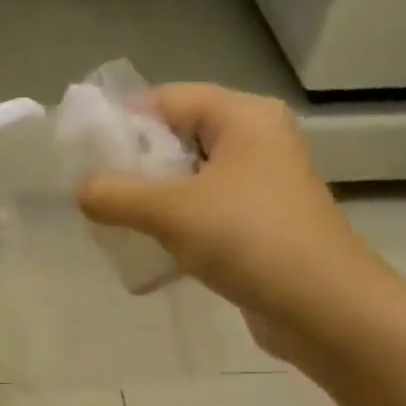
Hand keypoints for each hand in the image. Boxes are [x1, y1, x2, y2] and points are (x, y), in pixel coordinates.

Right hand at [77, 84, 386, 360]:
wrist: (322, 306)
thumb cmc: (248, 239)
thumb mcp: (171, 212)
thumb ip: (117, 196)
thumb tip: (83, 190)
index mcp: (243, 117)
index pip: (169, 99)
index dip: (124, 121)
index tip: (85, 154)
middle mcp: (256, 141)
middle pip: (179, 138)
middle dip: (135, 165)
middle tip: (95, 192)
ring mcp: (261, 185)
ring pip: (190, 180)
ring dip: (152, 199)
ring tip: (114, 222)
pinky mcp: (260, 224)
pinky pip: (205, 212)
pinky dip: (175, 225)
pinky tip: (149, 249)